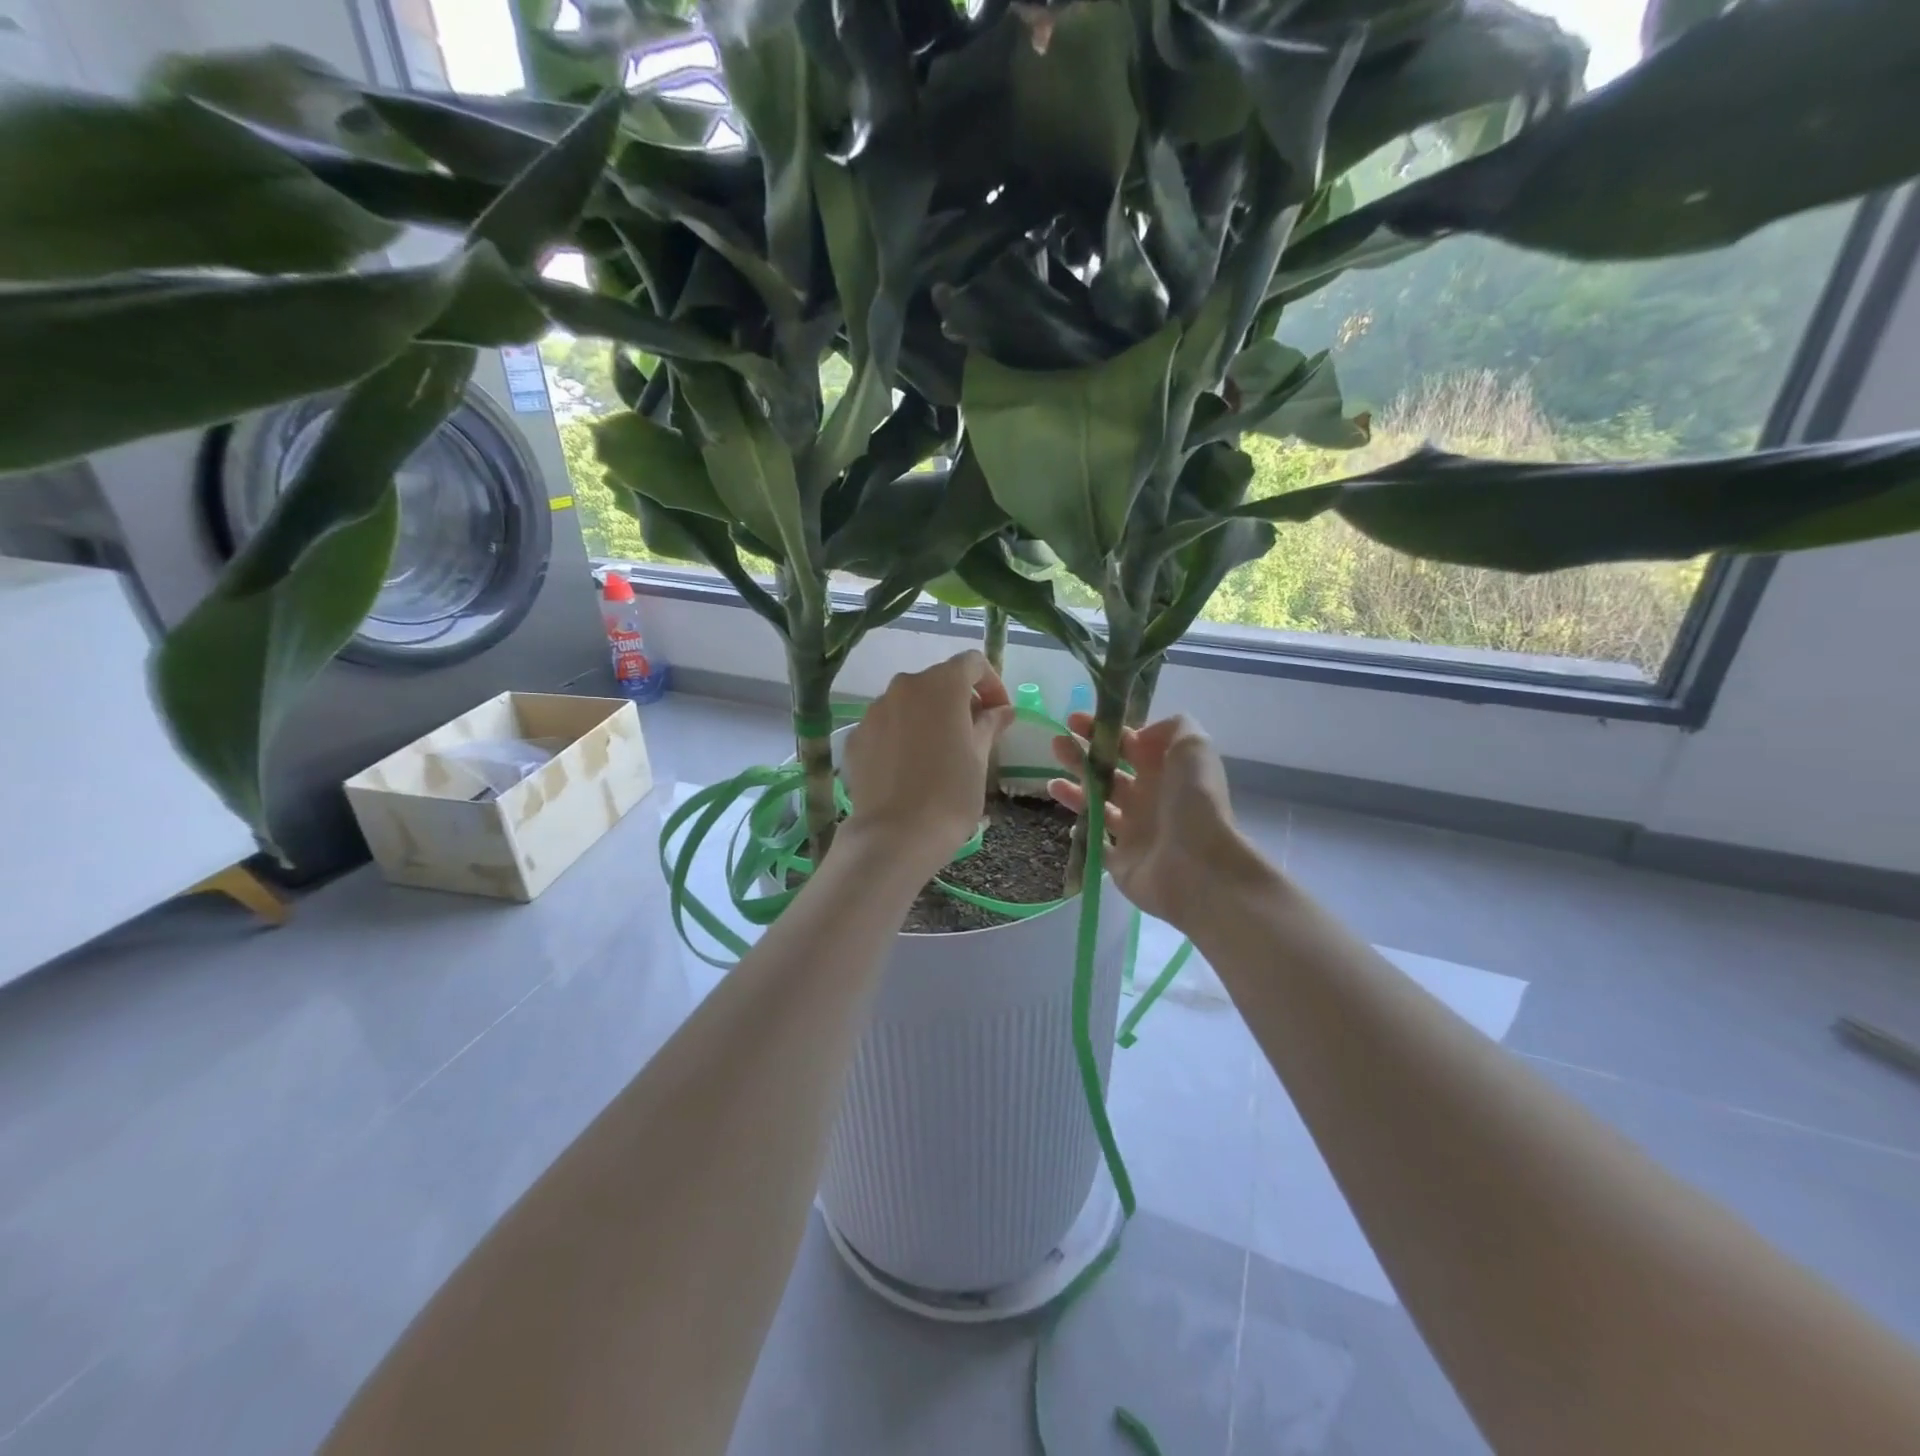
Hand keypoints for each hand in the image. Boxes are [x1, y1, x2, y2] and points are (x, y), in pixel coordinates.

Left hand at [842, 651, 1014, 872]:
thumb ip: (990, 725)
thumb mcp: (979, 758)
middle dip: (959, 701)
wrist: (895, 835)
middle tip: (974, 734)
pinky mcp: (857, 736)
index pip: (972, 663)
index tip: (1000, 713)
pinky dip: (902, 735)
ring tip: (939, 753)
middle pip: (938, 681)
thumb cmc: (950, 794)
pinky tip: (909, 768)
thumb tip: (1001, 710)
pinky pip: (887, 725)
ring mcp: (875, 710)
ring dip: (928, 717)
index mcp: (941, 685)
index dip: (991, 683)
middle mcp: (904, 686)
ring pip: (909, 702)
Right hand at [1048, 712, 1267, 927]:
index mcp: (1165, 771)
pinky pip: (1095, 845)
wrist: (1199, 867)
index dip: (1102, 731)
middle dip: (1081, 757)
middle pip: (1108, 773)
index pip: (1129, 744)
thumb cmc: (1193, 802)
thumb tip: (1139, 736)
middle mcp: (1149, 799)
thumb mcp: (1193, 747)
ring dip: (1074, 792)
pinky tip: (1068, 824)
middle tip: (1057, 745)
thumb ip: (1172, 728)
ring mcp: (1135, 832)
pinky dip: (1082, 833)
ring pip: (1097, 806)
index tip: (1075, 721)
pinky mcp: (1121, 863)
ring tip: (1051, 784)